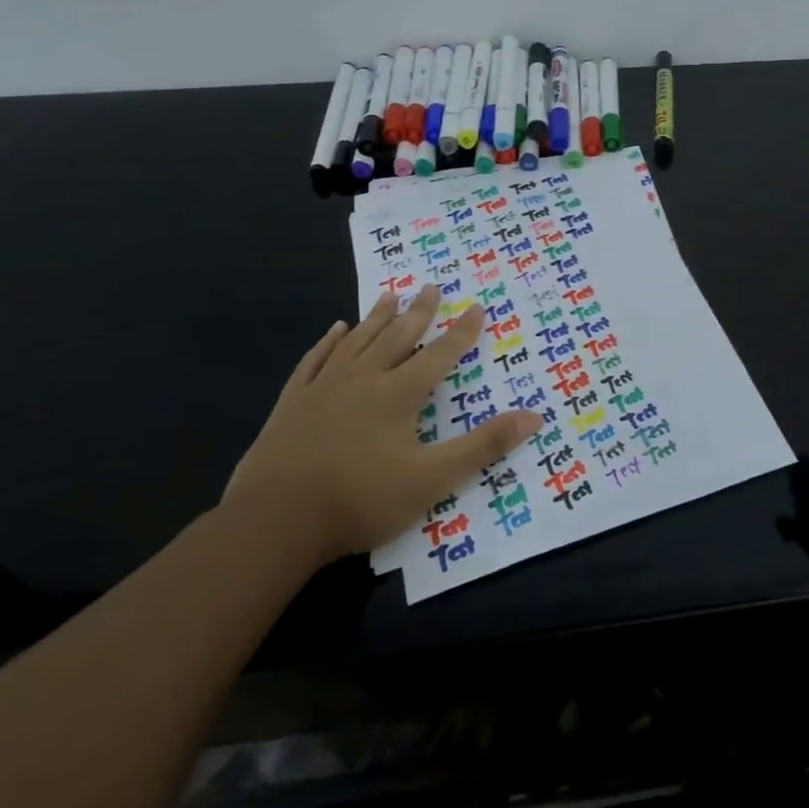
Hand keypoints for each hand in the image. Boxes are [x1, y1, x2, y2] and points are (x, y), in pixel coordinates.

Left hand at [223, 287, 540, 564]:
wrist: (274, 521)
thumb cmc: (361, 499)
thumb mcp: (433, 478)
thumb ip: (483, 445)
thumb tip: (534, 415)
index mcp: (399, 394)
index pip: (440, 354)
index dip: (462, 331)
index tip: (477, 306)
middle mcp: (364, 380)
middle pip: (397, 337)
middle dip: (419, 312)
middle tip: (431, 286)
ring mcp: (324, 389)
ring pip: (357, 342)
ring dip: (377, 318)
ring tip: (390, 296)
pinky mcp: (293, 404)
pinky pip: (315, 361)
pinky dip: (328, 342)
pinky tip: (335, 330)